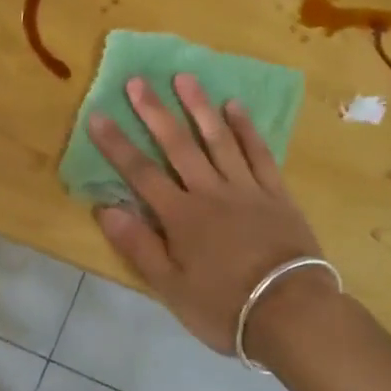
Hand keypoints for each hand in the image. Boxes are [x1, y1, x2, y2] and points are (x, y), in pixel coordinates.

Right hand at [89, 74, 327, 355]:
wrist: (292, 312)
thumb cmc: (225, 307)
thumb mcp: (171, 288)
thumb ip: (139, 246)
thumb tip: (104, 208)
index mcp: (181, 216)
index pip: (141, 173)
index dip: (117, 144)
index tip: (98, 114)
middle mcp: (210, 192)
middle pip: (178, 145)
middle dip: (154, 111)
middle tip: (138, 80)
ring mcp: (246, 188)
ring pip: (218, 139)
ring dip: (199, 107)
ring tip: (184, 77)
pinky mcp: (276, 193)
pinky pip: (259, 153)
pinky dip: (246, 129)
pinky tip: (235, 106)